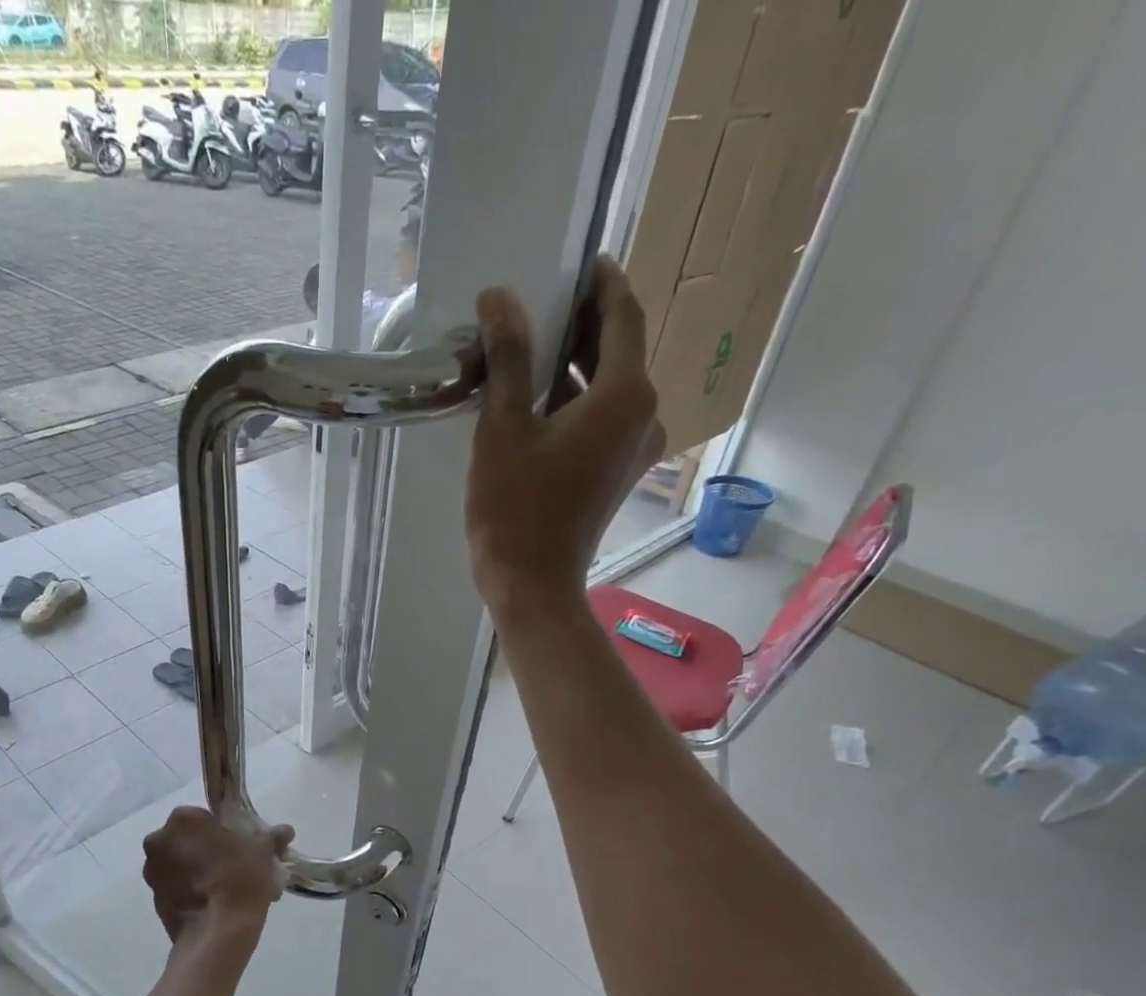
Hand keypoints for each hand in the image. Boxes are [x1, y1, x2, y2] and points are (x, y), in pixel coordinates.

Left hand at [142, 807, 294, 942]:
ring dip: (194, 870)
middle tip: (230, 866)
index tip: (237, 846)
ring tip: (221, 889)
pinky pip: (173, 886)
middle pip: (186, 839)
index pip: (202, 817)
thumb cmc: (240, 880)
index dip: (221, 831)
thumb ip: (270, 837)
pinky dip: (188, 890)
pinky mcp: (153, 898)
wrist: (218, 932)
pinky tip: (210, 903)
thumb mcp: (262, 853)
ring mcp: (151, 871)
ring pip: (177, 863)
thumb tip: (285, 831)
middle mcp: (160, 840)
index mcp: (183, 819)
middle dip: (205, 849)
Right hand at [465, 255, 666, 612]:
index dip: (603, 282)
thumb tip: (501, 298)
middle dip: (584, 324)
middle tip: (541, 303)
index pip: (623, 315)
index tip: (582, 259)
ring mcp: (635, 449)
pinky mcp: (619, 474)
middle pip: (620, 350)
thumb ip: (509, 357)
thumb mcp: (503, 428)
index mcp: (625, 395)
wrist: (532, 585)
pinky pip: (605, 419)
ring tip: (531, 350)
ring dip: (577, 365)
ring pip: (612, 387)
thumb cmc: (515, 509)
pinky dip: (578, 401)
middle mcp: (644, 415)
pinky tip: (539, 401)